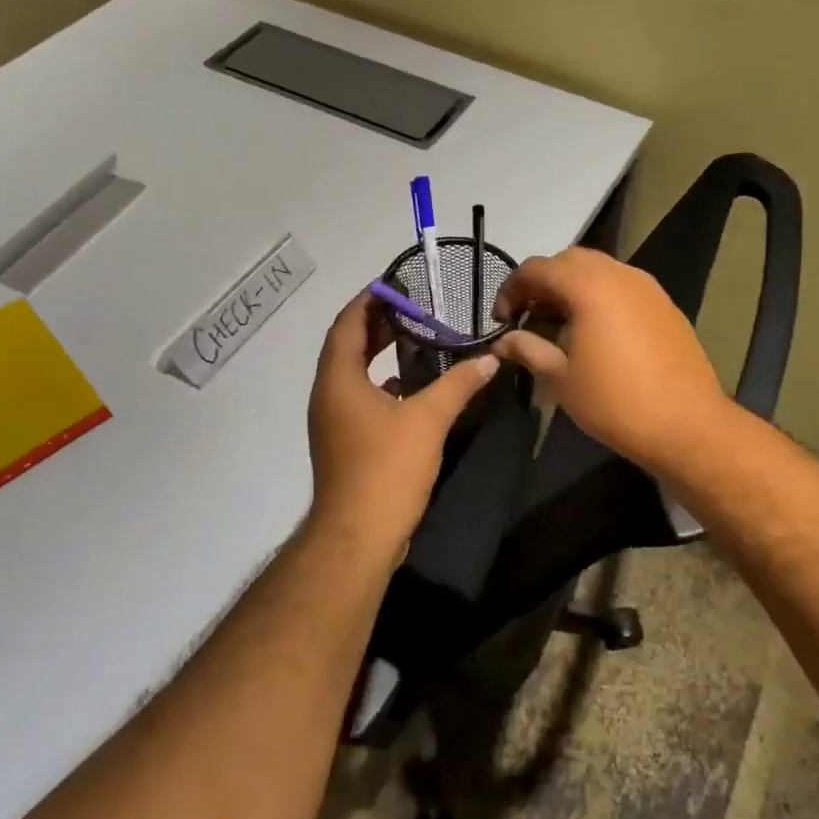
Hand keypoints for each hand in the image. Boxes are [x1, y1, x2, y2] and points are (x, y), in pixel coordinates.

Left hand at [305, 290, 497, 567]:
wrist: (358, 535)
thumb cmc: (387, 468)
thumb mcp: (428, 419)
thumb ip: (459, 384)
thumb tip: (490, 359)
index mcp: (338, 380)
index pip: (347, 324)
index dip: (368, 301)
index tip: (394, 284)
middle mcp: (328, 395)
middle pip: (346, 346)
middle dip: (374, 324)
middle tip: (409, 307)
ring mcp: (332, 421)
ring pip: (351, 374)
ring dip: (376, 352)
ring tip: (411, 337)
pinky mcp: (344, 442)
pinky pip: (358, 398)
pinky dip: (380, 383)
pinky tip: (409, 386)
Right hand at [490, 247, 729, 473]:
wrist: (687, 425)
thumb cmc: (615, 402)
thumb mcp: (561, 378)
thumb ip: (528, 349)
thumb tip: (503, 340)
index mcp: (589, 285)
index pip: (538, 268)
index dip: (512, 288)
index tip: (502, 319)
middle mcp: (620, 274)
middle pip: (570, 261)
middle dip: (543, 282)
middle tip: (528, 316)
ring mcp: (648, 287)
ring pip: (599, 270)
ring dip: (572, 288)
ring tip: (558, 324)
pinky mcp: (665, 305)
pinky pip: (623, 287)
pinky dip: (600, 297)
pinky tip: (595, 332)